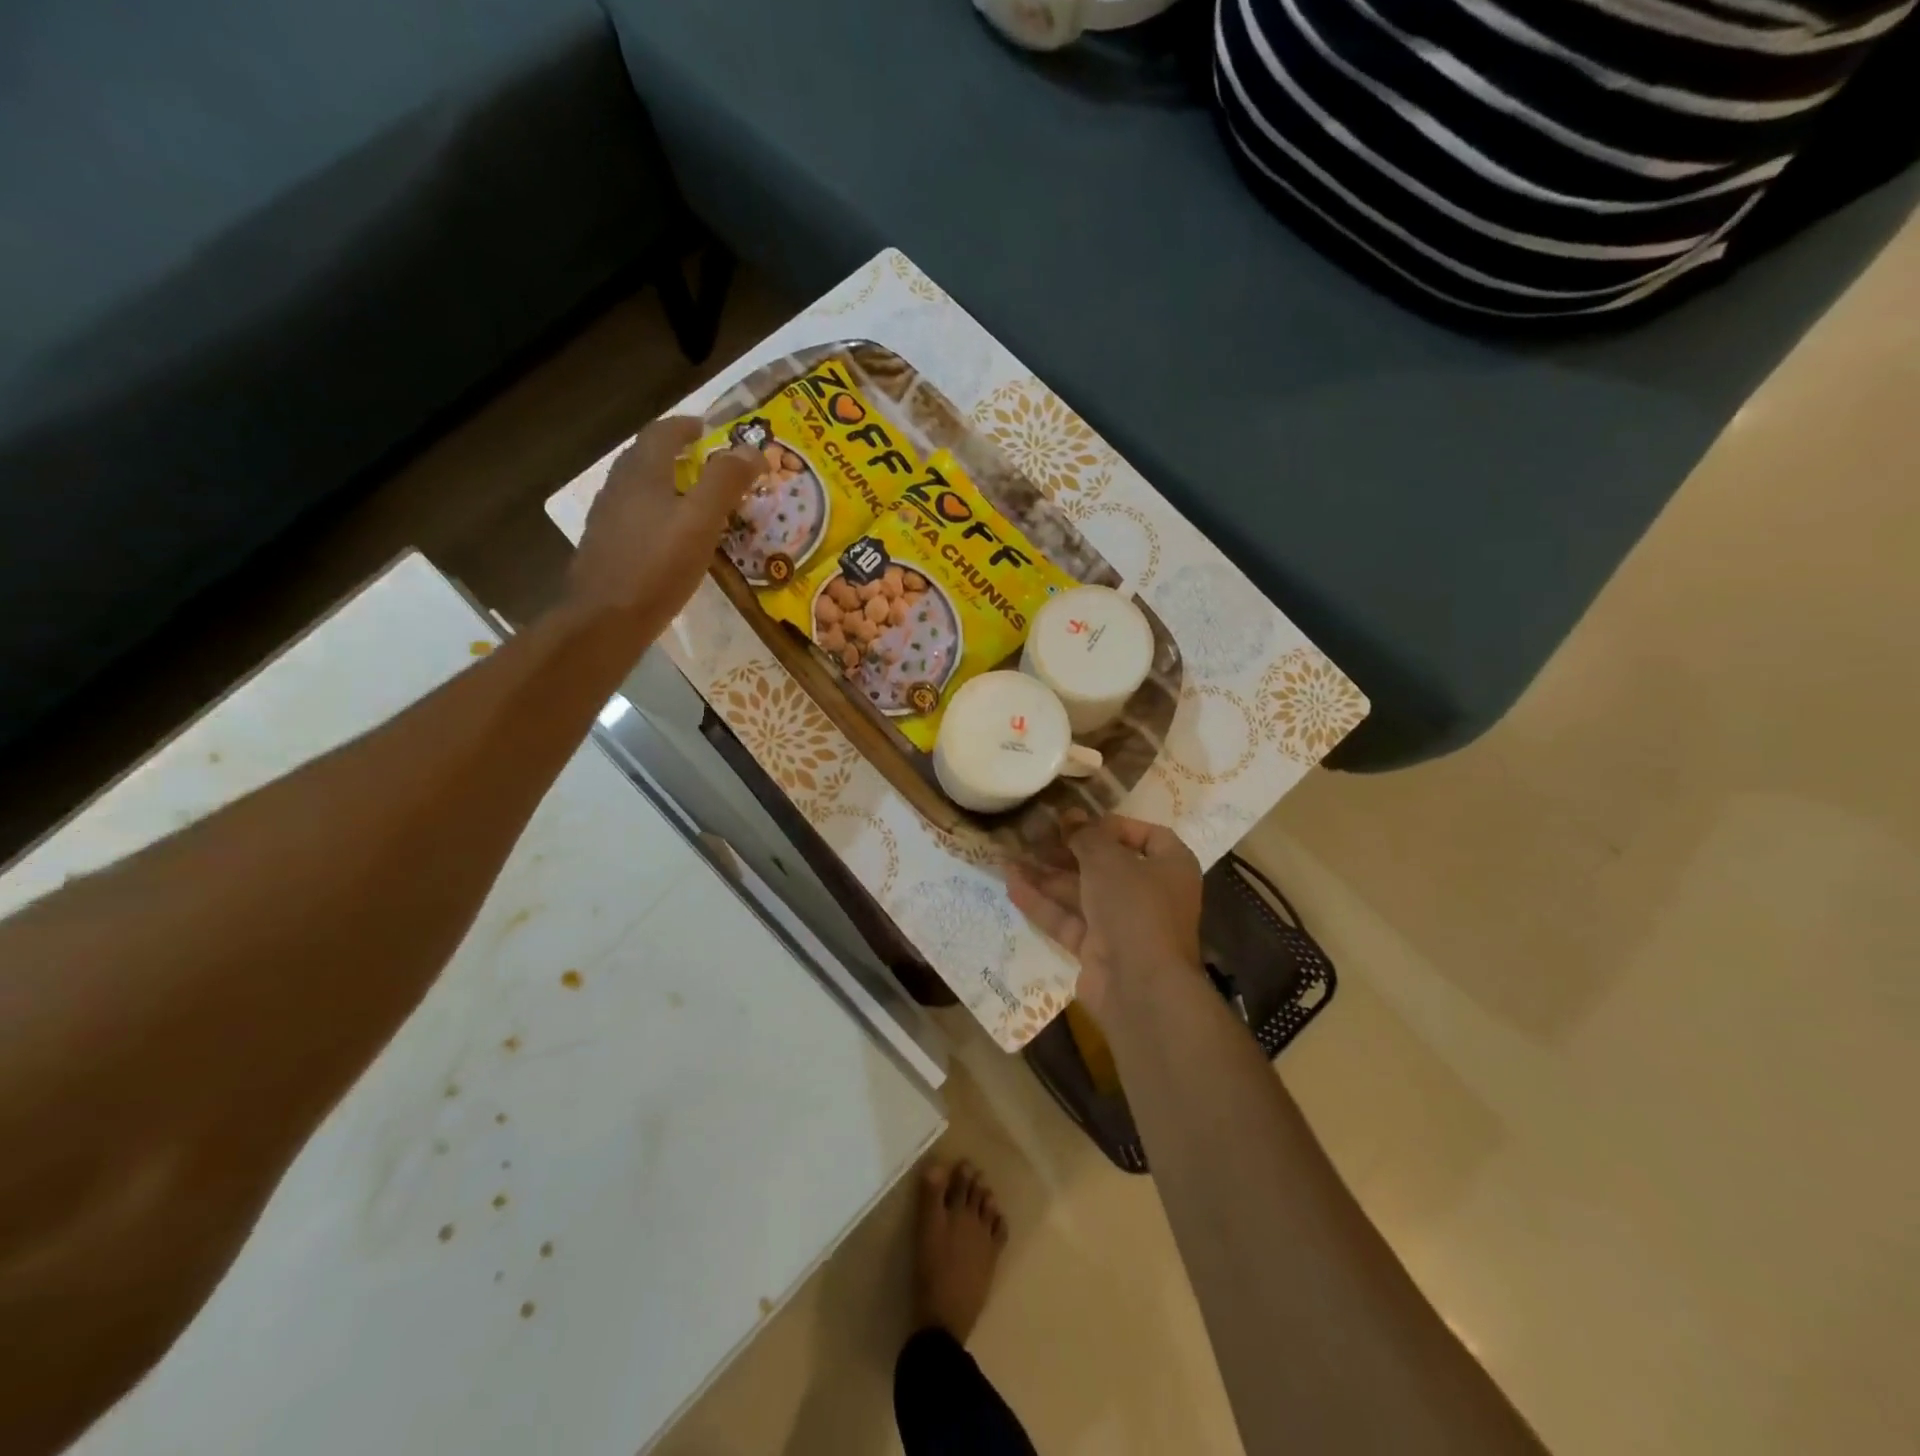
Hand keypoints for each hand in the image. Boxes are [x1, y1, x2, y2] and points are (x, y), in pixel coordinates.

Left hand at [566, 416, 765, 629]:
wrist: (605, 619)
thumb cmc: (658, 566)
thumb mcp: (701, 522)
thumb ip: (725, 482)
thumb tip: (751, 449)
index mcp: (642, 473)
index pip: (662, 433)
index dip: (687, 426)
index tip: (708, 428)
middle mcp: (619, 487)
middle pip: (646, 456)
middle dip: (675, 452)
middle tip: (705, 461)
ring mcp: (607, 518)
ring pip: (638, 487)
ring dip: (665, 483)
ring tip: (693, 498)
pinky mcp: (605, 546)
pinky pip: (634, 516)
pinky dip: (656, 512)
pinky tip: (670, 537)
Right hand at [1007, 815, 1203, 1019]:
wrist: (1140, 986)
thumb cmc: (1134, 906)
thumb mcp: (1108, 860)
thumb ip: (1085, 835)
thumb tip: (1070, 815)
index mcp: (1170, 867)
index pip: (1147, 836)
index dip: (1113, 826)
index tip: (1079, 822)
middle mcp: (1151, 894)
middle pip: (1106, 865)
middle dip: (1068, 851)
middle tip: (1033, 836)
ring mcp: (1123, 925)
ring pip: (1082, 893)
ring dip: (1047, 876)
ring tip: (1010, 858)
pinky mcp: (1098, 950)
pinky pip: (1068, 920)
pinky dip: (1043, 904)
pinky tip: (1011, 885)